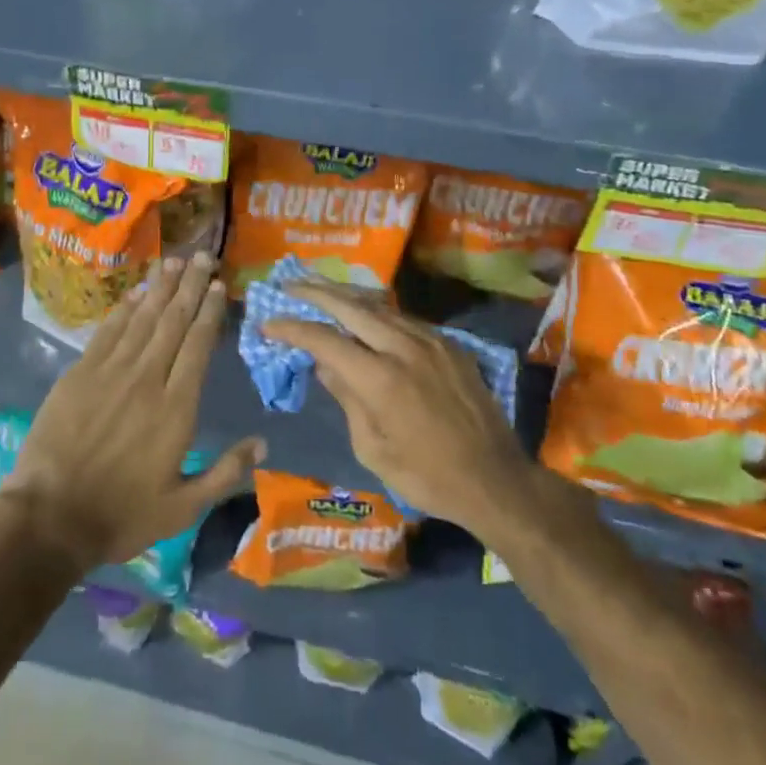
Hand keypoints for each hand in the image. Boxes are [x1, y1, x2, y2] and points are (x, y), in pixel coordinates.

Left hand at [0, 252, 264, 575]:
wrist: (49, 518)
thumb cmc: (121, 515)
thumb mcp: (182, 509)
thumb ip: (224, 473)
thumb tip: (262, 443)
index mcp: (176, 407)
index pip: (198, 345)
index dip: (209, 312)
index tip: (219, 285)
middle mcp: (147, 378)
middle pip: (173, 321)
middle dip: (191, 286)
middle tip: (203, 255)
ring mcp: (111, 372)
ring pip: (142, 318)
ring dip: (160, 287)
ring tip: (175, 261)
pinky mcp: (80, 373)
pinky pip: (108, 330)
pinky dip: (125, 308)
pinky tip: (136, 291)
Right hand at [264, 282, 542, 538]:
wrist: (496, 480)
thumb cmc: (429, 477)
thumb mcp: (374, 450)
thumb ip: (347, 400)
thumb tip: (325, 364)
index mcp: (381, 379)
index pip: (325, 340)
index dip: (293, 328)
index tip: (269, 323)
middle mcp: (404, 347)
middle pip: (351, 306)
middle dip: (315, 291)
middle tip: (289, 284)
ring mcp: (430, 340)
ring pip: (379, 306)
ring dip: (346, 296)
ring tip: (320, 289)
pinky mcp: (449, 343)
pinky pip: (404, 318)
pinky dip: (377, 312)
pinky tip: (364, 313)